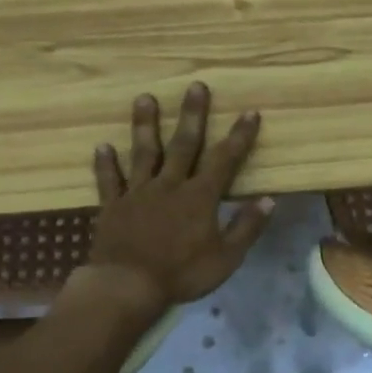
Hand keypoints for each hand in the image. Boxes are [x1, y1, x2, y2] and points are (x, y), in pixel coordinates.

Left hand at [84, 83, 274, 310]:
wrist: (126, 286)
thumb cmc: (181, 274)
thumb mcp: (226, 257)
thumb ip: (247, 227)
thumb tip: (269, 199)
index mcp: (200, 197)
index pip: (224, 160)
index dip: (239, 136)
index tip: (250, 112)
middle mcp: (170, 185)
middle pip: (183, 144)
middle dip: (192, 115)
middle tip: (195, 86)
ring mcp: (138, 193)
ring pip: (144, 153)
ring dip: (145, 125)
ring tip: (144, 98)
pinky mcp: (113, 206)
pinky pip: (109, 181)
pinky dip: (106, 164)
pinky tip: (102, 146)